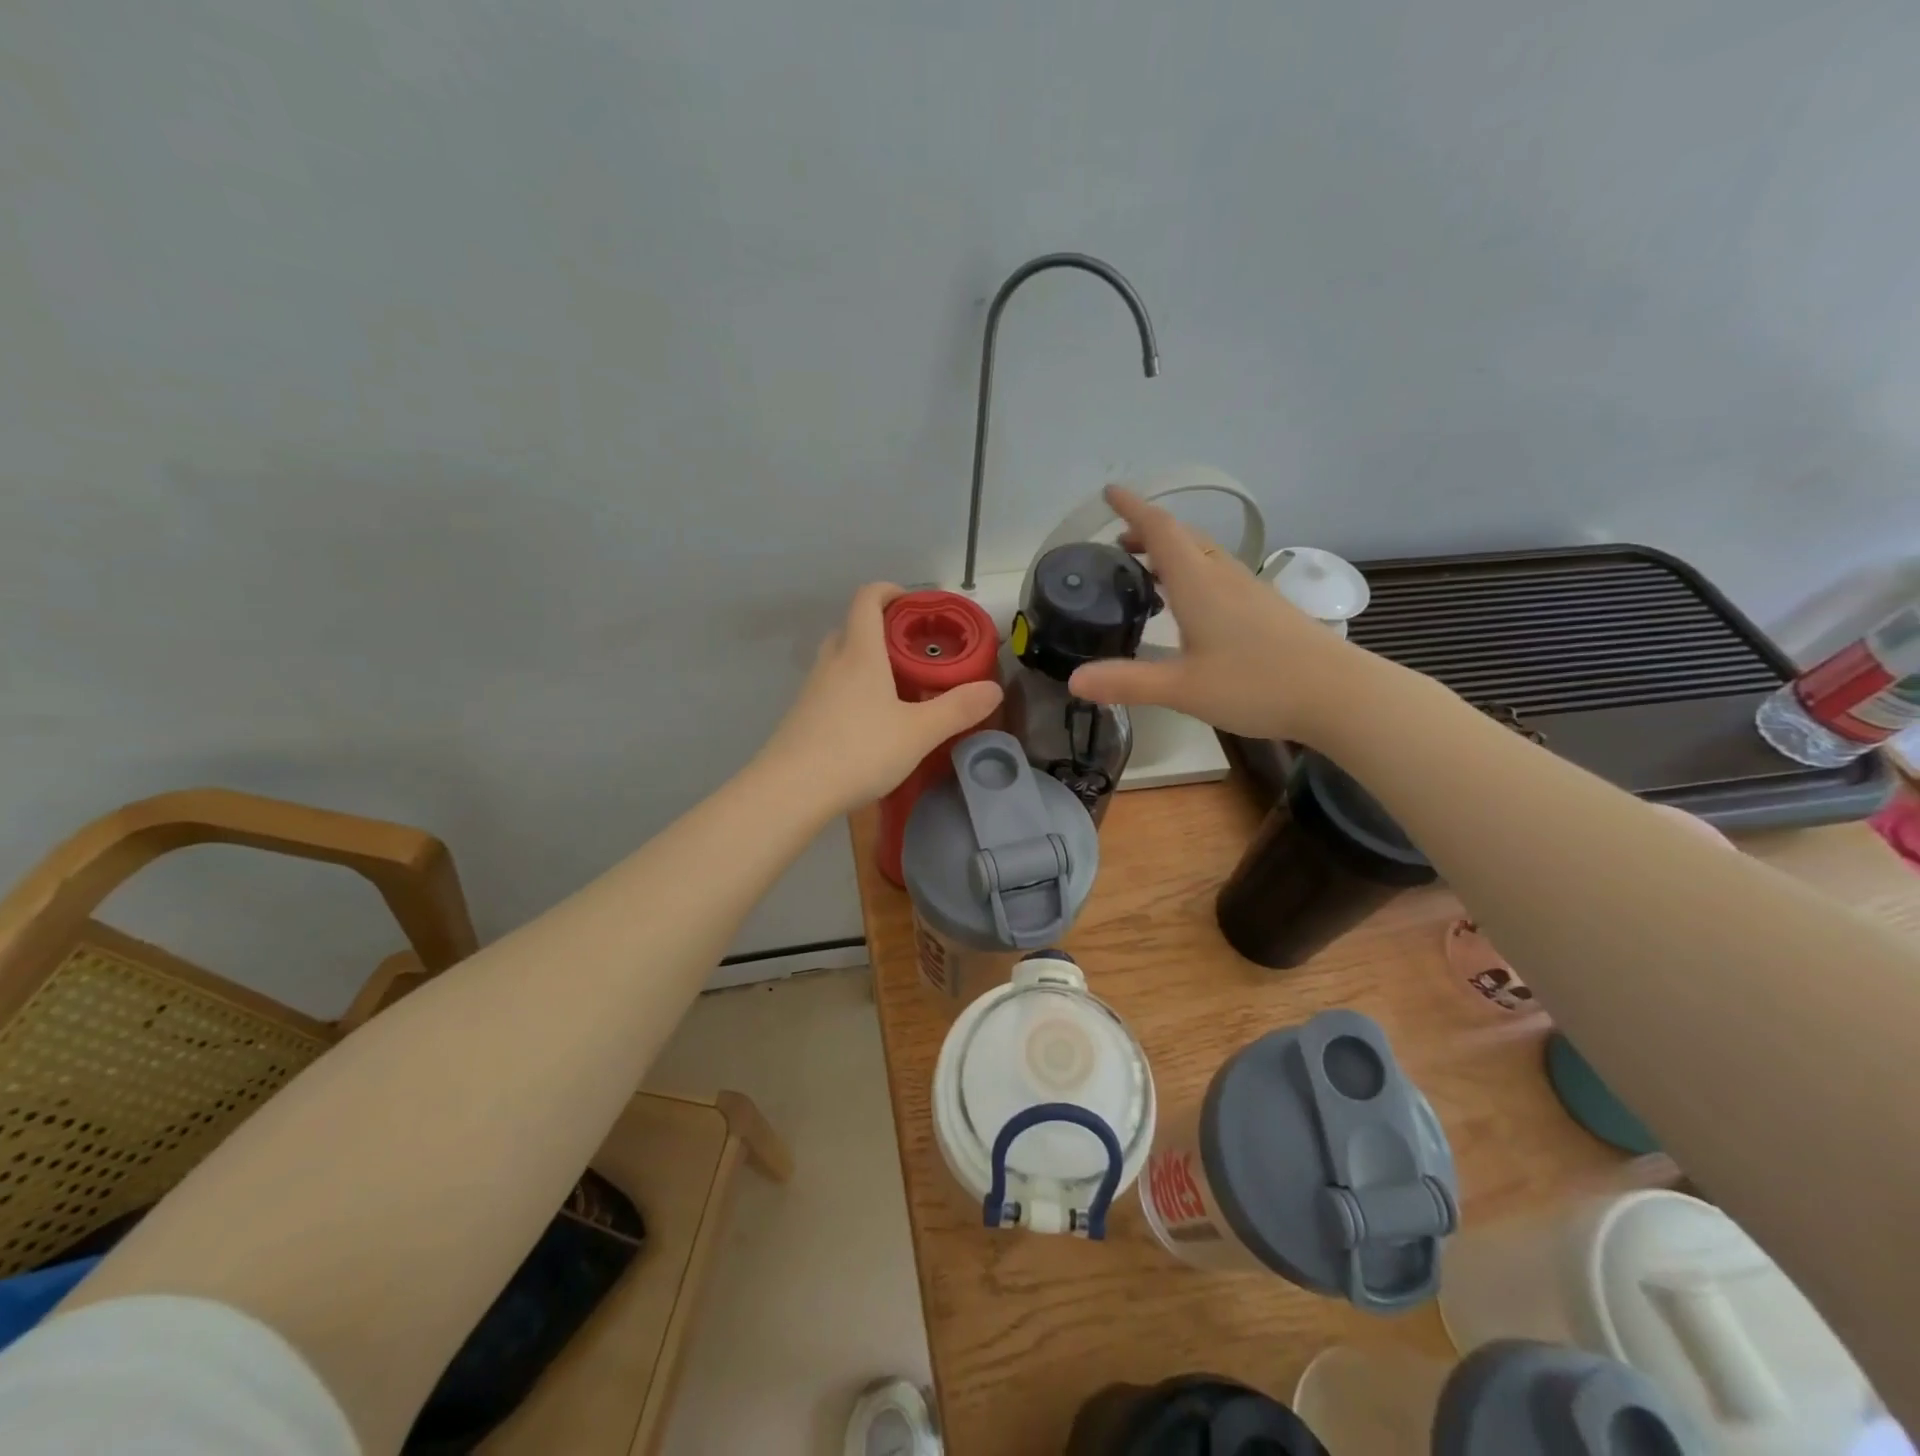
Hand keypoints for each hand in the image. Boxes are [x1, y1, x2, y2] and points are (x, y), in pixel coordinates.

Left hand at [759, 583, 1004, 816]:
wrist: (791, 791)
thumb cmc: (859, 751)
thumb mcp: (918, 733)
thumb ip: (957, 709)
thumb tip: (993, 689)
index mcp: (860, 654)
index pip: (868, 599)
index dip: (890, 591)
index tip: (913, 603)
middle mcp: (832, 663)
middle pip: (852, 628)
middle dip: (881, 630)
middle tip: (912, 651)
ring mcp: (811, 690)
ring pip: (839, 660)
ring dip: (865, 662)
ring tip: (895, 688)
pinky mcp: (801, 717)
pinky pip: (830, 689)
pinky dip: (851, 691)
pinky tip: (869, 723)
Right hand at [1066, 487, 1361, 742]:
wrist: (1339, 694)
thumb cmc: (1257, 684)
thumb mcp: (1183, 688)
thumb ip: (1127, 682)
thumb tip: (1073, 681)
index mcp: (1199, 584)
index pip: (1161, 530)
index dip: (1133, 508)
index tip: (1109, 493)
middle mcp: (1224, 577)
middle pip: (1184, 538)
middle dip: (1149, 531)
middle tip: (1119, 542)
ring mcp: (1249, 591)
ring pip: (1204, 555)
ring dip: (1172, 551)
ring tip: (1147, 569)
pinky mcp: (1266, 609)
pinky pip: (1220, 574)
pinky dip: (1193, 572)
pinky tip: (1190, 604)